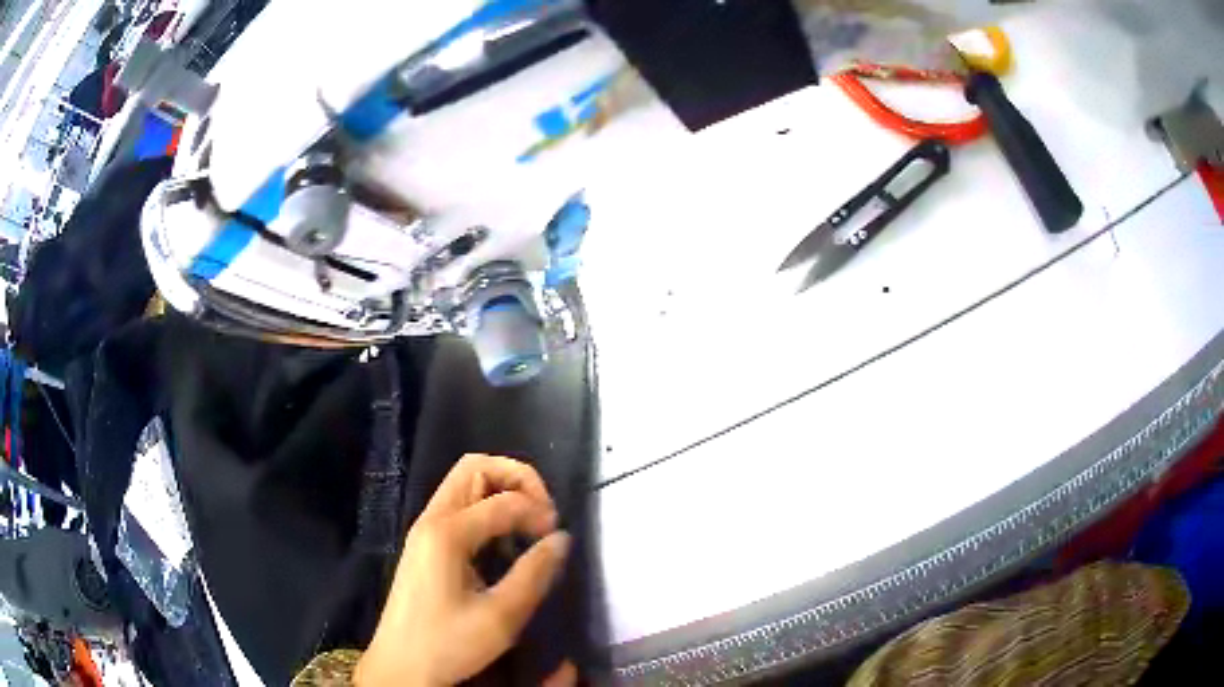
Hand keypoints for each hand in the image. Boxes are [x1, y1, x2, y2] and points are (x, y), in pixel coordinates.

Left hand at [355, 454, 575, 685]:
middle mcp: (431, 520)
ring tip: (528, 523)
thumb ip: (534, 574)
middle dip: (516, 478)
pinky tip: (503, 541)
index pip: (502, 500)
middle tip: (543, 512)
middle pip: (474, 467)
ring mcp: (424, 530)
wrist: (400, 666)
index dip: (538, 510)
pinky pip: (459, 506)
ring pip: (464, 483)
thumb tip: (562, 538)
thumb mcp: (500, 618)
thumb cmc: (448, 644)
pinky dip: (487, 508)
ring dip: (501, 491)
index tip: (557, 538)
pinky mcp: (424, 545)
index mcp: (446, 533)